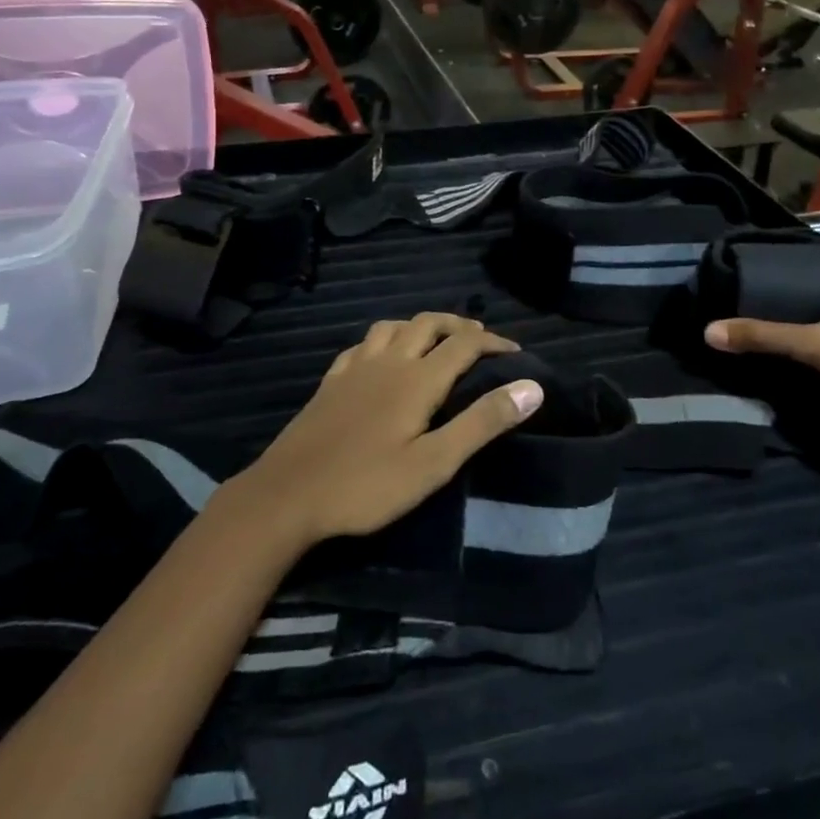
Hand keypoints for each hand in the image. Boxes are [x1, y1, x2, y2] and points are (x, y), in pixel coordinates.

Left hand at [237, 314, 542, 546]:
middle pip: (428, 324)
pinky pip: (362, 344)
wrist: (288, 494)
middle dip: (458, 325)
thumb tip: (531, 387)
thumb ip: (482, 423)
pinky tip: (380, 356)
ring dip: (420, 326)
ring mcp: (354, 368)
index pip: (464, 344)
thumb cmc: (367, 484)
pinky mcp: (331, 381)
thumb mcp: (434, 463)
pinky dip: (383, 339)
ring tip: (435, 340)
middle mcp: (387, 361)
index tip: (516, 353)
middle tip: (480, 339)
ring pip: (393, 327)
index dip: (494, 342)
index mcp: (417, 379)